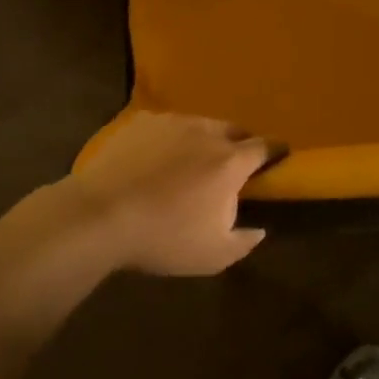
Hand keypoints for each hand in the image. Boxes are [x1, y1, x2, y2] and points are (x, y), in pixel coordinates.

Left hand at [64, 113, 269, 274]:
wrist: (100, 215)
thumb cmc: (164, 237)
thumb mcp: (213, 256)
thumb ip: (244, 242)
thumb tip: (260, 229)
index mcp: (230, 161)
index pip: (265, 147)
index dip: (275, 152)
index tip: (279, 157)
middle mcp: (206, 132)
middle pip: (234, 130)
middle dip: (241, 143)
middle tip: (234, 163)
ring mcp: (172, 122)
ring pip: (201, 124)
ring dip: (206, 139)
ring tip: (194, 159)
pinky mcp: (142, 122)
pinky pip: (168, 126)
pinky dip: (172, 138)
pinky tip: (159, 157)